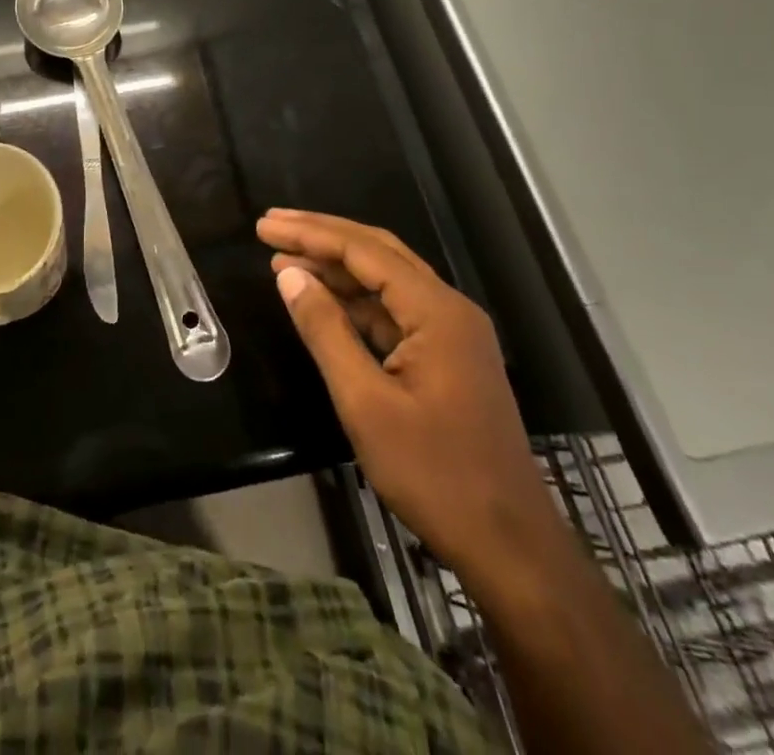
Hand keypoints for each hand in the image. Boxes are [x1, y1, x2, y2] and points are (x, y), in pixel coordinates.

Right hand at [257, 209, 565, 589]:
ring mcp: (451, 333)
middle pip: (378, 252)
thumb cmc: (435, 475)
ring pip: (386, 279)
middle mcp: (449, 308)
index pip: (364, 251)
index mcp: (437, 311)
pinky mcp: (446, 357)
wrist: (509, 547)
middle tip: (270, 227)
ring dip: (336, 266)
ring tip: (283, 259)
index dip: (311, 233)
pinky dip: (354, 299)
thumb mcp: (365, 403)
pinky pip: (393, 310)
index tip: (264, 226)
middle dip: (322, 235)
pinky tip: (322, 299)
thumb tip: (288, 274)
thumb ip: (325, 331)